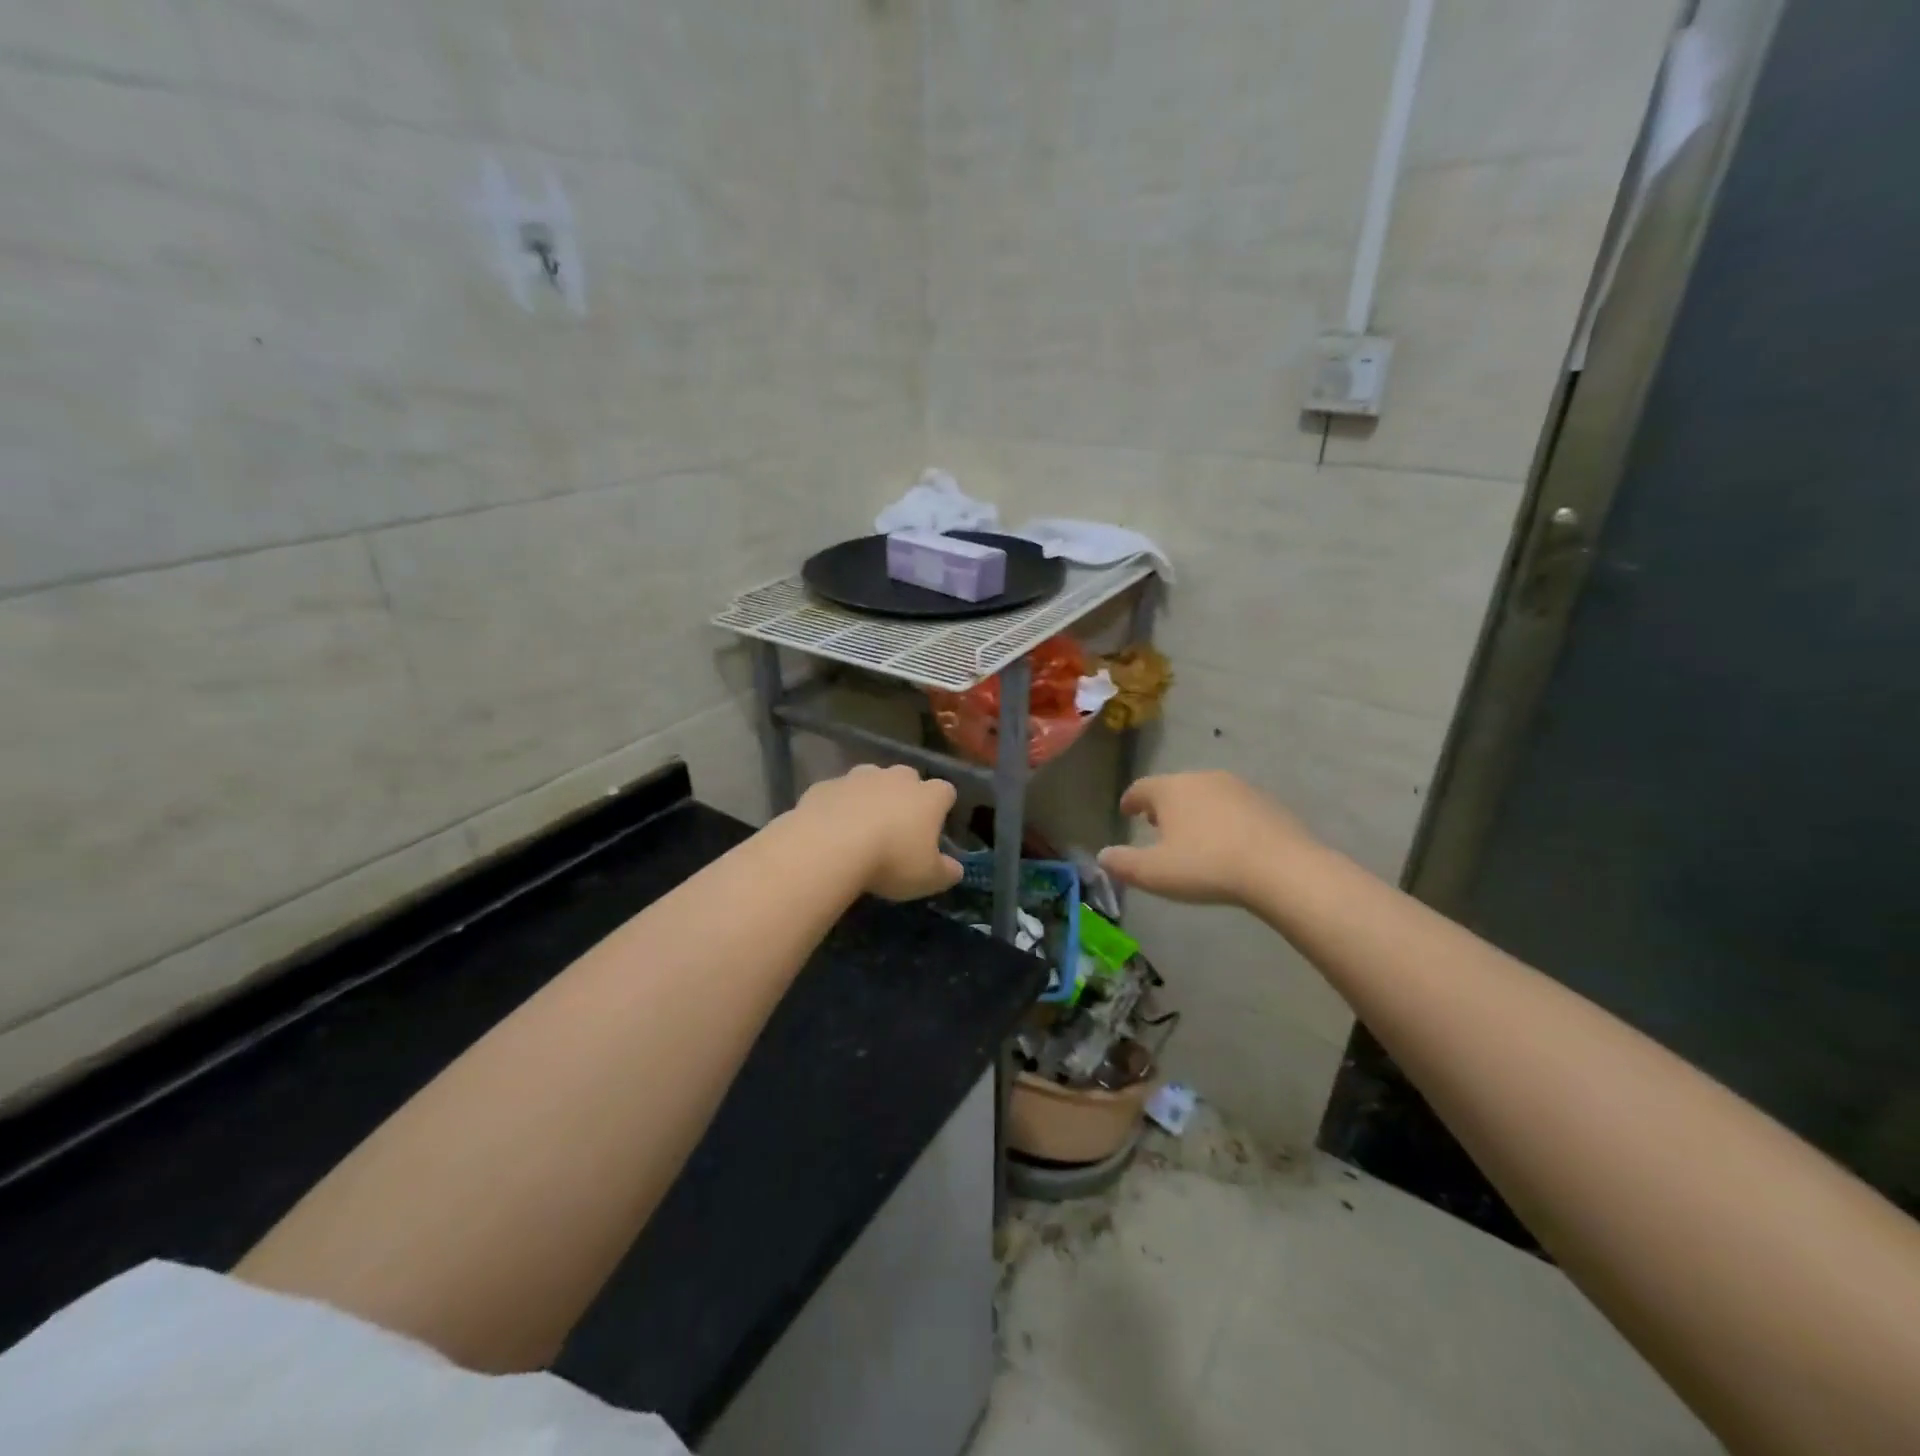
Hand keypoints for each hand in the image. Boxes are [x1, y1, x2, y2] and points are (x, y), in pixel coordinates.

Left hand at [794, 764, 963, 901]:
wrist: (828, 847)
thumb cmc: (890, 861)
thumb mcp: (928, 878)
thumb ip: (946, 872)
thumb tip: (955, 869)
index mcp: (928, 796)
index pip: (946, 791)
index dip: (942, 807)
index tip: (935, 826)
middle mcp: (896, 778)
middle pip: (907, 778)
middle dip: (905, 795)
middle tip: (897, 826)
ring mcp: (858, 777)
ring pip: (870, 779)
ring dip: (870, 796)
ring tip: (861, 826)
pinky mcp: (825, 785)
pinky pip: (837, 793)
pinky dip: (837, 806)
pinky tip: (830, 830)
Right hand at [1099, 772, 1316, 906]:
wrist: (1282, 868)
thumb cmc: (1207, 866)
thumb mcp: (1155, 873)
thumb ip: (1123, 863)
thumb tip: (1103, 855)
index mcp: (1171, 789)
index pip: (1141, 788)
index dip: (1130, 800)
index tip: (1126, 812)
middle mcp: (1202, 778)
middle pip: (1174, 787)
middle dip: (1163, 805)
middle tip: (1156, 825)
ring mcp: (1238, 787)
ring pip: (1205, 794)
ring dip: (1194, 810)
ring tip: (1192, 835)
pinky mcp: (1266, 802)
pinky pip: (1233, 807)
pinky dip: (1223, 819)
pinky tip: (1227, 842)